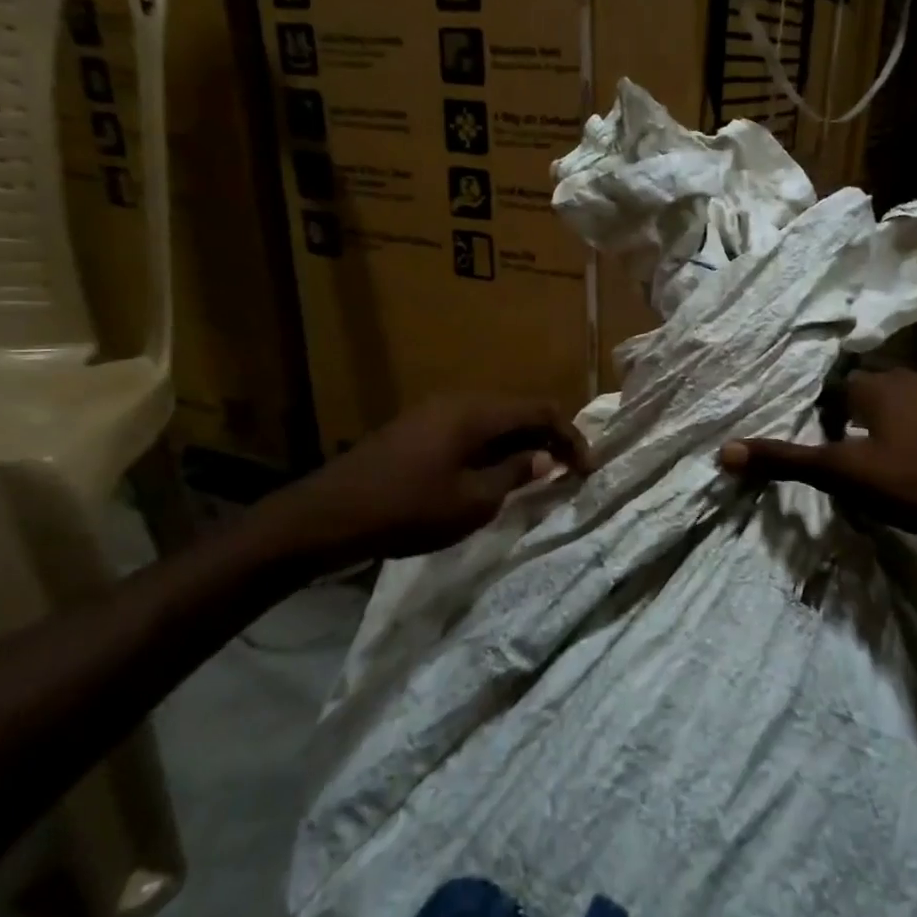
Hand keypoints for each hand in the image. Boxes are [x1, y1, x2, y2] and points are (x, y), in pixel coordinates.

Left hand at [256, 396, 593, 565]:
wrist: (328, 514)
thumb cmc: (408, 509)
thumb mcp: (472, 501)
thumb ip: (514, 474)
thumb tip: (545, 459)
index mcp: (476, 413)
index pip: (541, 411)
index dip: (572, 437)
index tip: (588, 469)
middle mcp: (458, 401)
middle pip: (518, 411)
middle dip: (549, 439)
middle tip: (567, 473)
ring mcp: (433, 412)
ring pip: (494, 421)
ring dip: (520, 445)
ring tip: (536, 478)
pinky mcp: (417, 429)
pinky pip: (470, 430)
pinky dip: (493, 449)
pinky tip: (493, 476)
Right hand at [719, 368, 916, 558]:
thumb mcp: (845, 475)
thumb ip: (786, 461)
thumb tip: (724, 451)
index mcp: (876, 386)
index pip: (834, 388)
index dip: (821, 415)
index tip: (820, 444)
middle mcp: (911, 378)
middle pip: (866, 393)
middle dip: (851, 419)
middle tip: (845, 457)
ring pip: (900, 404)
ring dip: (885, 426)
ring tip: (880, 462)